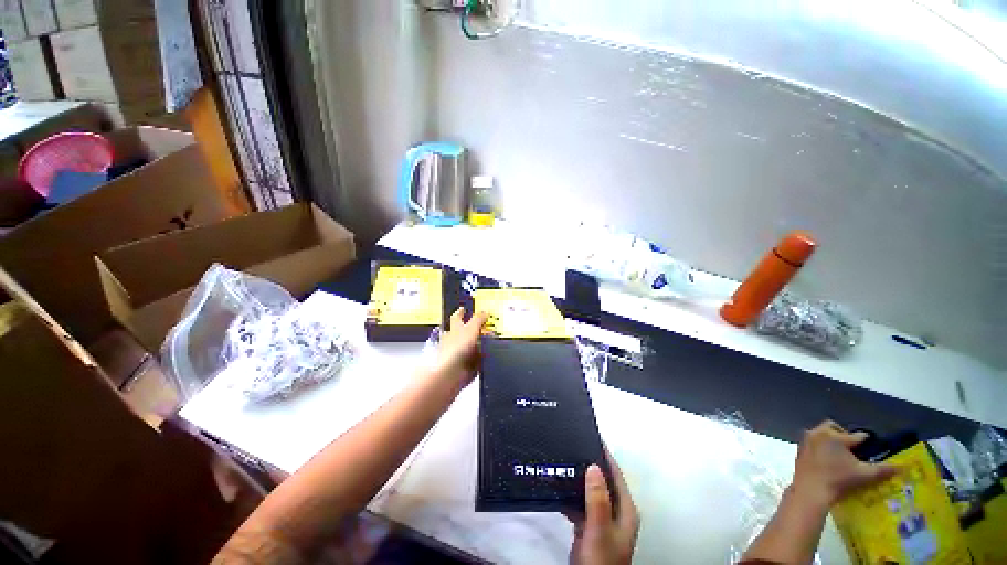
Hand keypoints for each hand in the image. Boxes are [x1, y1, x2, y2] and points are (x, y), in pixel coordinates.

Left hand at [433, 307, 487, 387]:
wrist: (451, 374)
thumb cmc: (458, 347)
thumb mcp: (471, 329)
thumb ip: (478, 319)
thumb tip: (485, 311)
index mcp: (455, 329)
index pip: (457, 318)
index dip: (460, 312)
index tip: (463, 308)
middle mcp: (456, 340)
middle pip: (466, 332)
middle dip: (476, 329)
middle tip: (489, 325)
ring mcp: (461, 354)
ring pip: (473, 346)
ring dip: (482, 344)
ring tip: (496, 340)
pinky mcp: (467, 366)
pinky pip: (478, 360)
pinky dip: (484, 357)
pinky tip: (494, 354)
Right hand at [568, 452, 638, 564]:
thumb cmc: (601, 558)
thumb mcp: (599, 528)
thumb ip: (598, 498)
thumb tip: (594, 466)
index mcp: (624, 509)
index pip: (615, 474)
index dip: (605, 455)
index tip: (591, 435)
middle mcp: (615, 511)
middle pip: (602, 480)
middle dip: (589, 463)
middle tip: (573, 445)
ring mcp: (601, 519)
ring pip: (590, 491)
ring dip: (579, 478)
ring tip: (564, 459)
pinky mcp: (589, 526)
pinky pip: (580, 503)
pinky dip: (571, 494)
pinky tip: (559, 486)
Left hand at [791, 420, 897, 510]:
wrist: (811, 490)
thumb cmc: (839, 480)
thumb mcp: (865, 475)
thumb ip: (883, 469)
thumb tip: (903, 466)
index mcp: (836, 436)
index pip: (858, 436)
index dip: (867, 443)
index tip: (871, 448)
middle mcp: (819, 433)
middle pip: (833, 427)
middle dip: (843, 434)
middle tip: (852, 449)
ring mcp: (806, 440)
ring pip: (820, 434)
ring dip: (830, 440)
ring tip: (840, 455)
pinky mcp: (799, 449)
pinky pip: (811, 443)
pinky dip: (820, 447)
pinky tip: (827, 460)